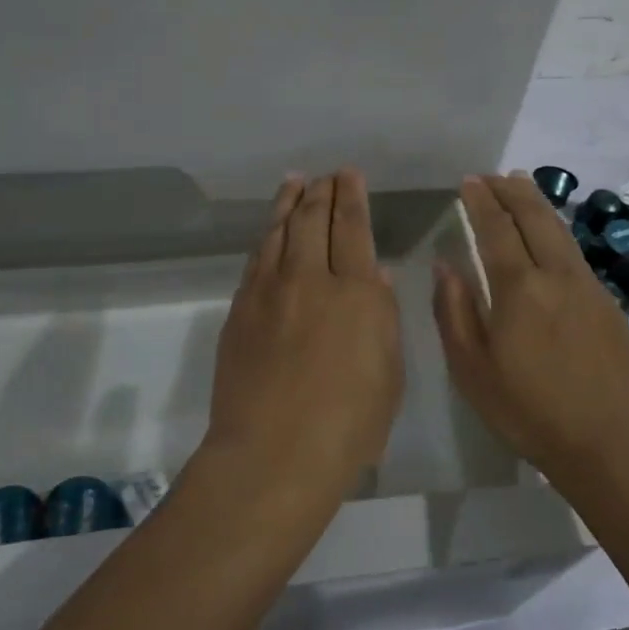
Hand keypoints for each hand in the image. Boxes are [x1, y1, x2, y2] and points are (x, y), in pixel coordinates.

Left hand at [205, 169, 403, 489]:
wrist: (273, 454)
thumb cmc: (348, 426)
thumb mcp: (389, 374)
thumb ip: (382, 317)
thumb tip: (374, 274)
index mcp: (355, 292)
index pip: (353, 228)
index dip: (352, 197)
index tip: (349, 176)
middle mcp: (309, 278)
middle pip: (313, 220)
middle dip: (322, 191)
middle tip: (326, 175)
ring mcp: (268, 291)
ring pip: (278, 231)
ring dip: (288, 202)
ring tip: (295, 182)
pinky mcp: (239, 309)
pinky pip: (255, 258)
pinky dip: (266, 235)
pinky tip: (270, 229)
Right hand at [433, 173, 628, 473]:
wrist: (607, 441)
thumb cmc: (527, 410)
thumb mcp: (472, 369)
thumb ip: (455, 311)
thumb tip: (446, 264)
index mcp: (518, 288)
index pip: (496, 228)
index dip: (481, 201)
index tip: (469, 182)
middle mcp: (556, 275)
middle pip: (534, 217)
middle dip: (511, 190)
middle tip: (492, 176)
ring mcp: (587, 286)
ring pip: (560, 229)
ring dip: (537, 203)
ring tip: (520, 186)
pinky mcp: (607, 302)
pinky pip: (575, 252)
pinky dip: (556, 229)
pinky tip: (549, 235)